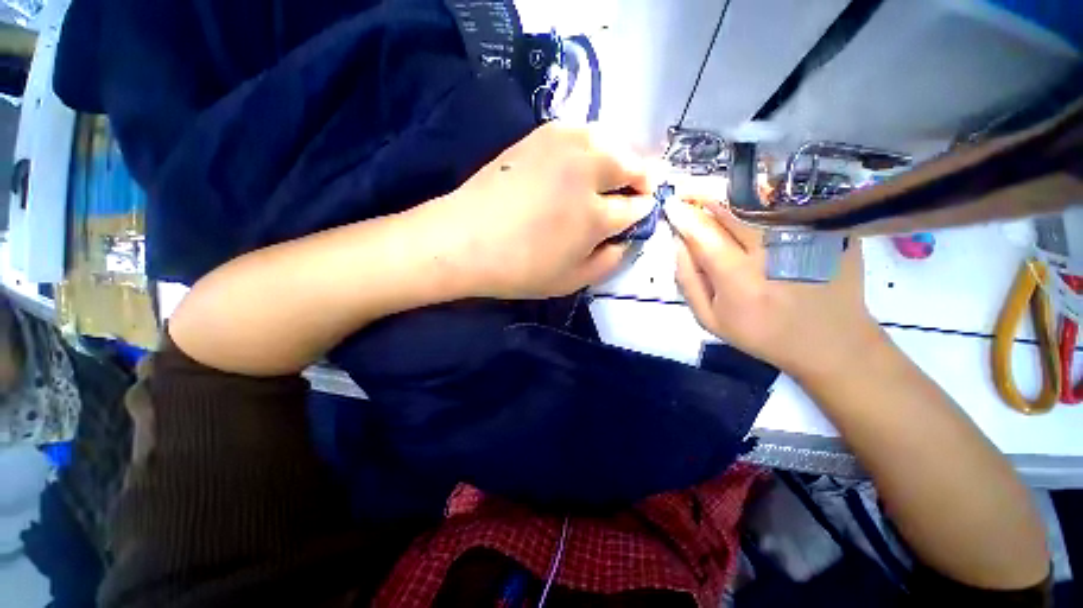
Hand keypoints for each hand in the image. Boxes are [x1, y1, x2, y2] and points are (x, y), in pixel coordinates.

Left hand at [429, 123, 654, 298]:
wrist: (465, 240)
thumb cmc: (519, 269)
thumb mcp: (572, 281)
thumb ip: (609, 261)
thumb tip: (627, 240)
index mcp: (596, 215)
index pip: (637, 206)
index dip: (641, 212)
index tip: (638, 216)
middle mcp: (586, 172)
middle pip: (632, 164)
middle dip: (640, 179)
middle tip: (632, 193)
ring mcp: (562, 147)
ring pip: (611, 140)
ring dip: (620, 157)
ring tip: (610, 176)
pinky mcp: (540, 135)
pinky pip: (581, 131)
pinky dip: (592, 144)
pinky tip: (581, 161)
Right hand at [666, 198, 883, 379]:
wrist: (829, 342)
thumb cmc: (761, 334)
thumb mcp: (710, 319)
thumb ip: (688, 281)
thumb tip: (679, 244)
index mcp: (738, 279)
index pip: (703, 235)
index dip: (684, 217)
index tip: (671, 205)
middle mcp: (771, 253)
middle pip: (732, 210)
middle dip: (704, 195)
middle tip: (688, 191)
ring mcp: (805, 238)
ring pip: (761, 201)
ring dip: (731, 193)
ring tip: (713, 194)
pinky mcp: (828, 231)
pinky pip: (790, 203)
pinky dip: (765, 196)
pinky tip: (751, 200)